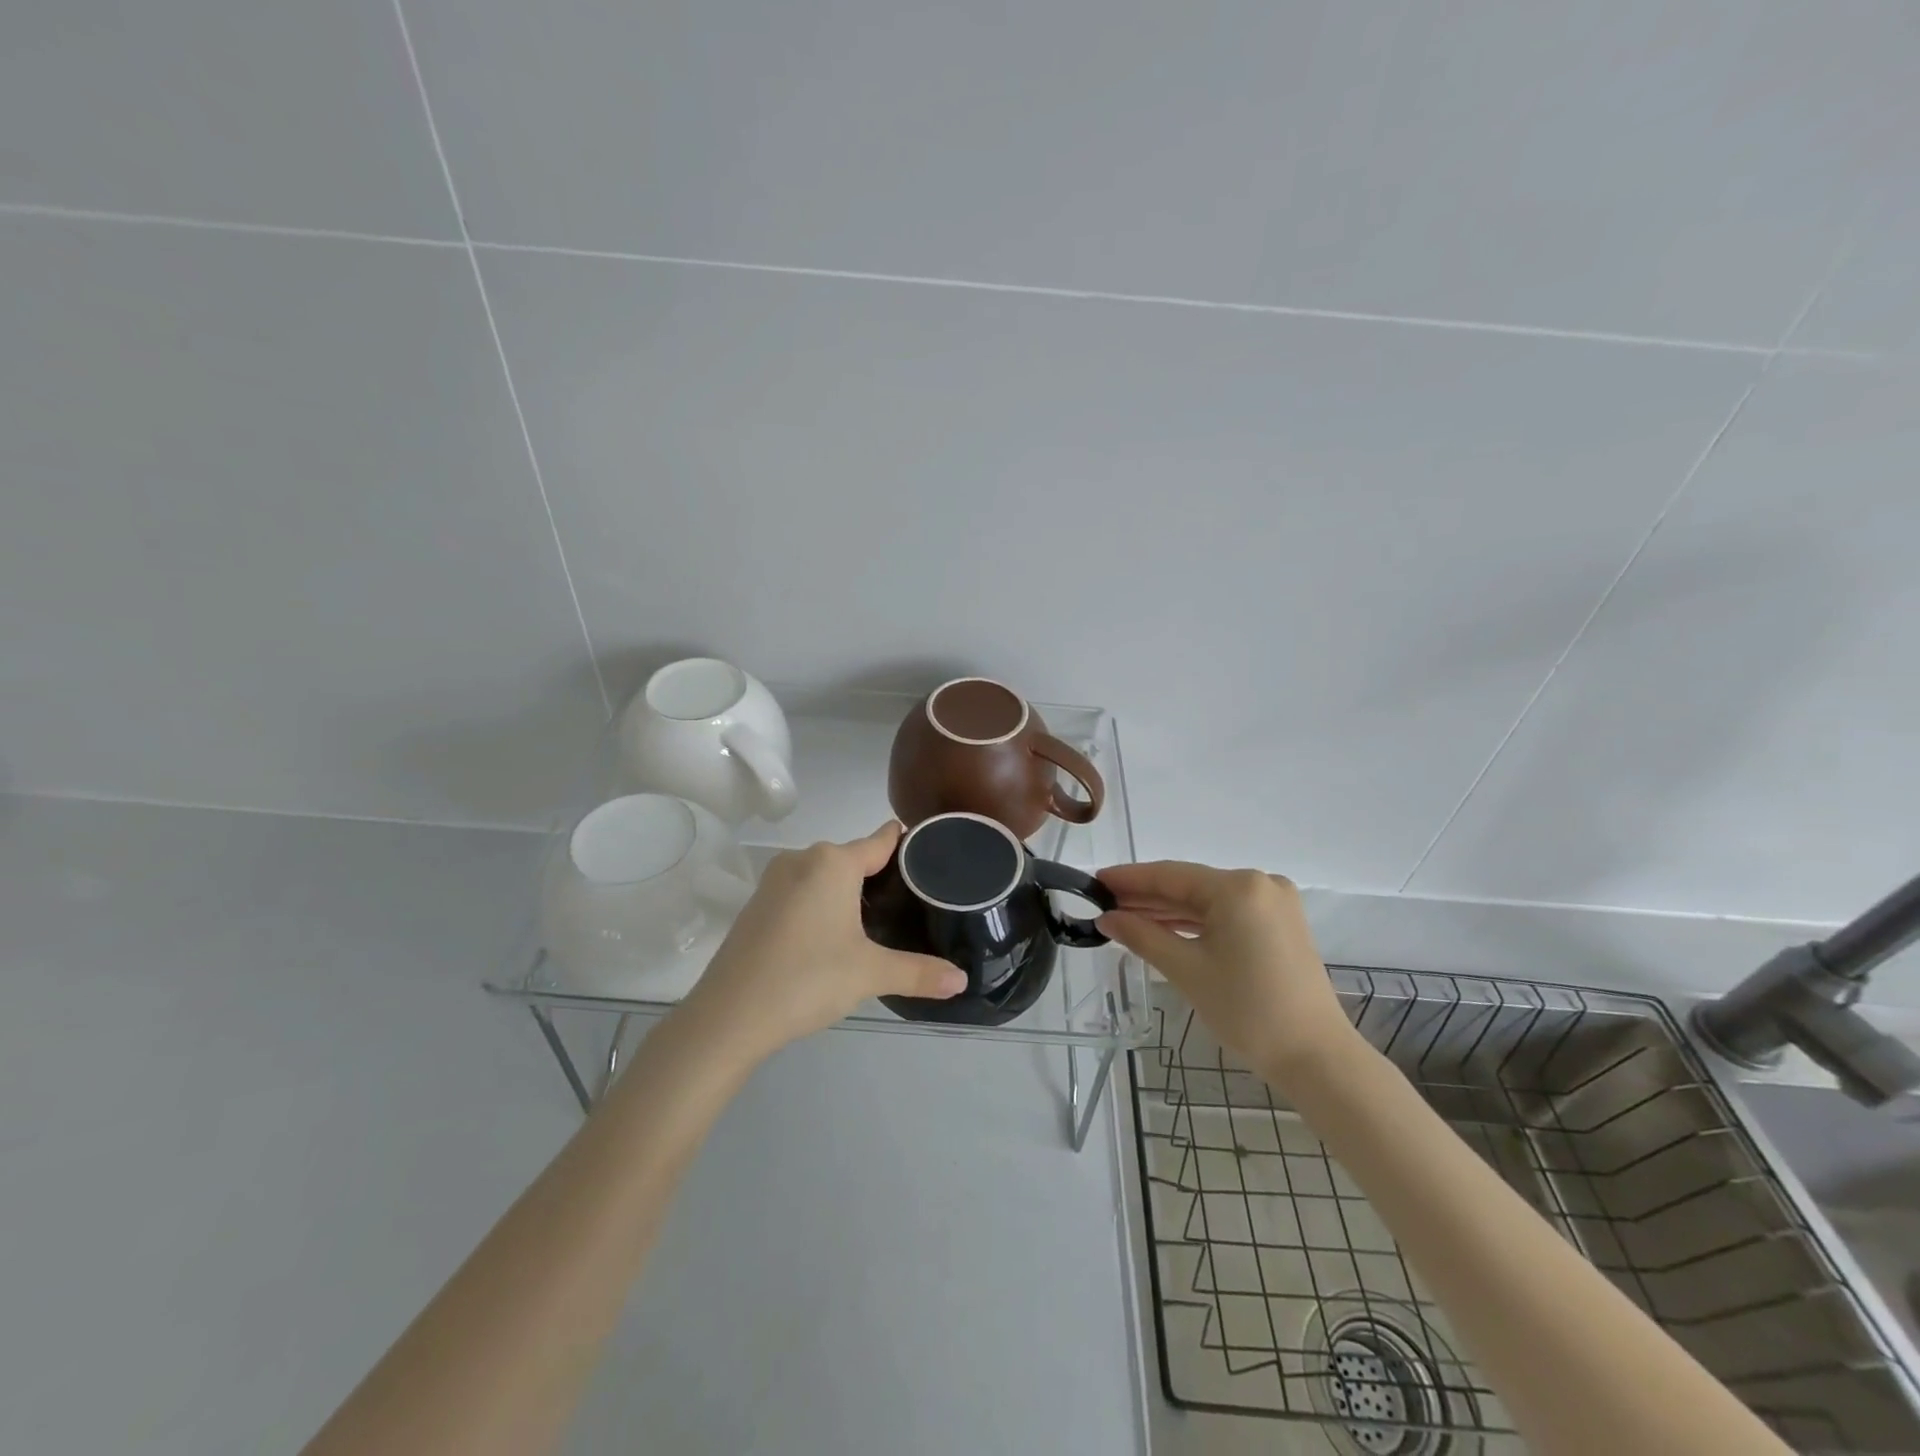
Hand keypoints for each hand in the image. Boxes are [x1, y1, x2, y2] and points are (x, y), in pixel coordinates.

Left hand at [683, 822, 966, 1062]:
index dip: (907, 844)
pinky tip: (832, 936)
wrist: (728, 1016)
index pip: (881, 840)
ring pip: (825, 875)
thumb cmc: (807, 979)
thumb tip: (961, 980)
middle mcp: (803, 859)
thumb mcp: (869, 974)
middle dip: (881, 875)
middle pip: (853, 857)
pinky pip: (802, 891)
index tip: (932, 853)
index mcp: (833, 862)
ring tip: (878, 922)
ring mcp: (774, 880)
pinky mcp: (757, 904)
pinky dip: (821, 904)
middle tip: (912, 904)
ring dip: (848, 891)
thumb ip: (919, 972)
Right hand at [1097, 862, 1356, 1087]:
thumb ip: (1142, 936)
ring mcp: (1274, 904)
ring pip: (1207, 901)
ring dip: (1168, 911)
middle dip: (1146, 896)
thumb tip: (1106, 918)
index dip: (1129, 879)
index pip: (1170, 875)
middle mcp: (1259, 884)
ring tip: (1125, 917)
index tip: (1095, 881)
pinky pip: (1226, 914)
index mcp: (1238, 887)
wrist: (1316, 1057)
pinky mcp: (1279, 925)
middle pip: (1189, 886)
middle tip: (1103, 903)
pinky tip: (1163, 928)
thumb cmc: (1247, 1010)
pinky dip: (1195, 923)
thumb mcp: (1186, 970)